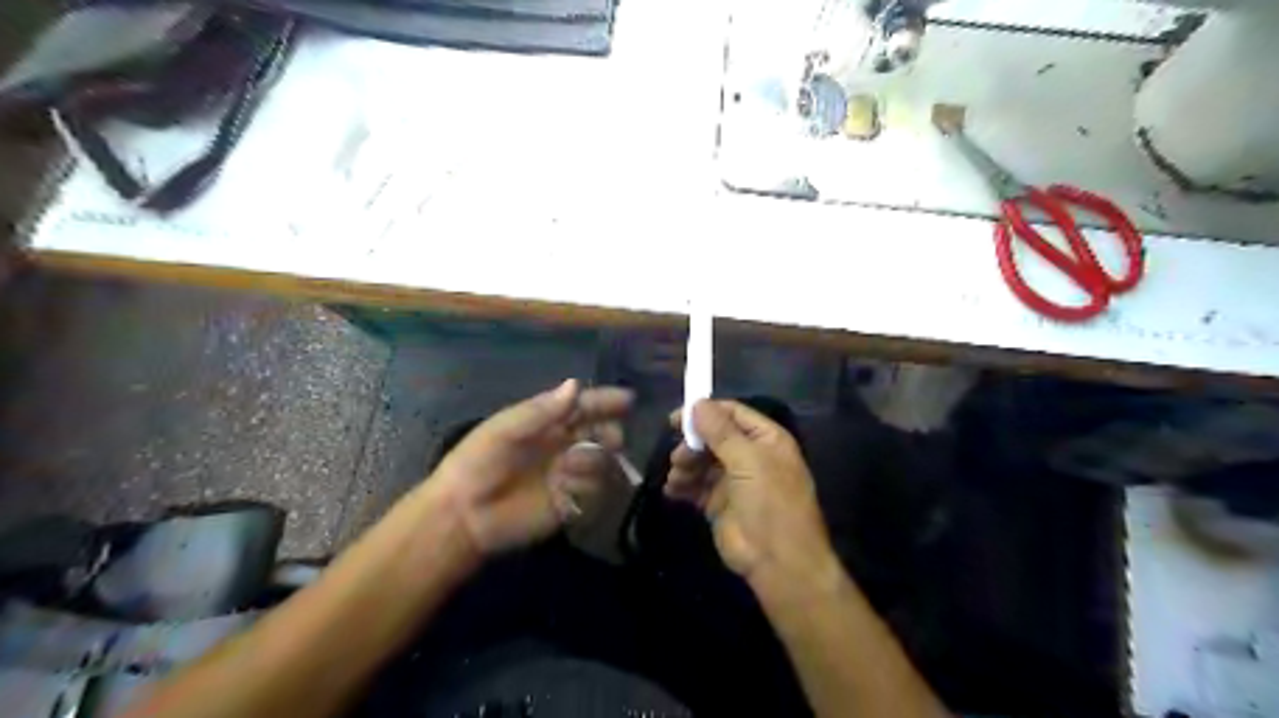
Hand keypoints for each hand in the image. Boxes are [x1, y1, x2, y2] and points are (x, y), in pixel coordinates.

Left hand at [426, 380, 629, 556]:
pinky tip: (566, 488)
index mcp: (546, 422)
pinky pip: (595, 490)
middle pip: (601, 432)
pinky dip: (587, 486)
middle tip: (611, 438)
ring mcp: (569, 474)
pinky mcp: (571, 502)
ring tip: (569, 466)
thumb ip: (541, 411)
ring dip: (594, 459)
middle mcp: (562, 445)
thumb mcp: (505, 429)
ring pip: (602, 460)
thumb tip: (576, 384)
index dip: (605, 401)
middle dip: (610, 432)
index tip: (628, 399)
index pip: (583, 406)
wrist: (464, 515)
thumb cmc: (477, 463)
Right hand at [672, 397, 842, 587]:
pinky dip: (682, 485)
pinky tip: (672, 489)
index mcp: (766, 439)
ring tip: (676, 478)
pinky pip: (695, 485)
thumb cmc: (771, 503)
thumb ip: (721, 431)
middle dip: (693, 444)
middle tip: (677, 457)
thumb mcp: (748, 461)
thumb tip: (698, 403)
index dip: (705, 412)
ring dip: (685, 465)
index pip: (732, 413)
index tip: (675, 418)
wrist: (778, 562)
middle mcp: (750, 455)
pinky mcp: (718, 503)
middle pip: (713, 437)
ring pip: (701, 461)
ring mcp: (733, 480)